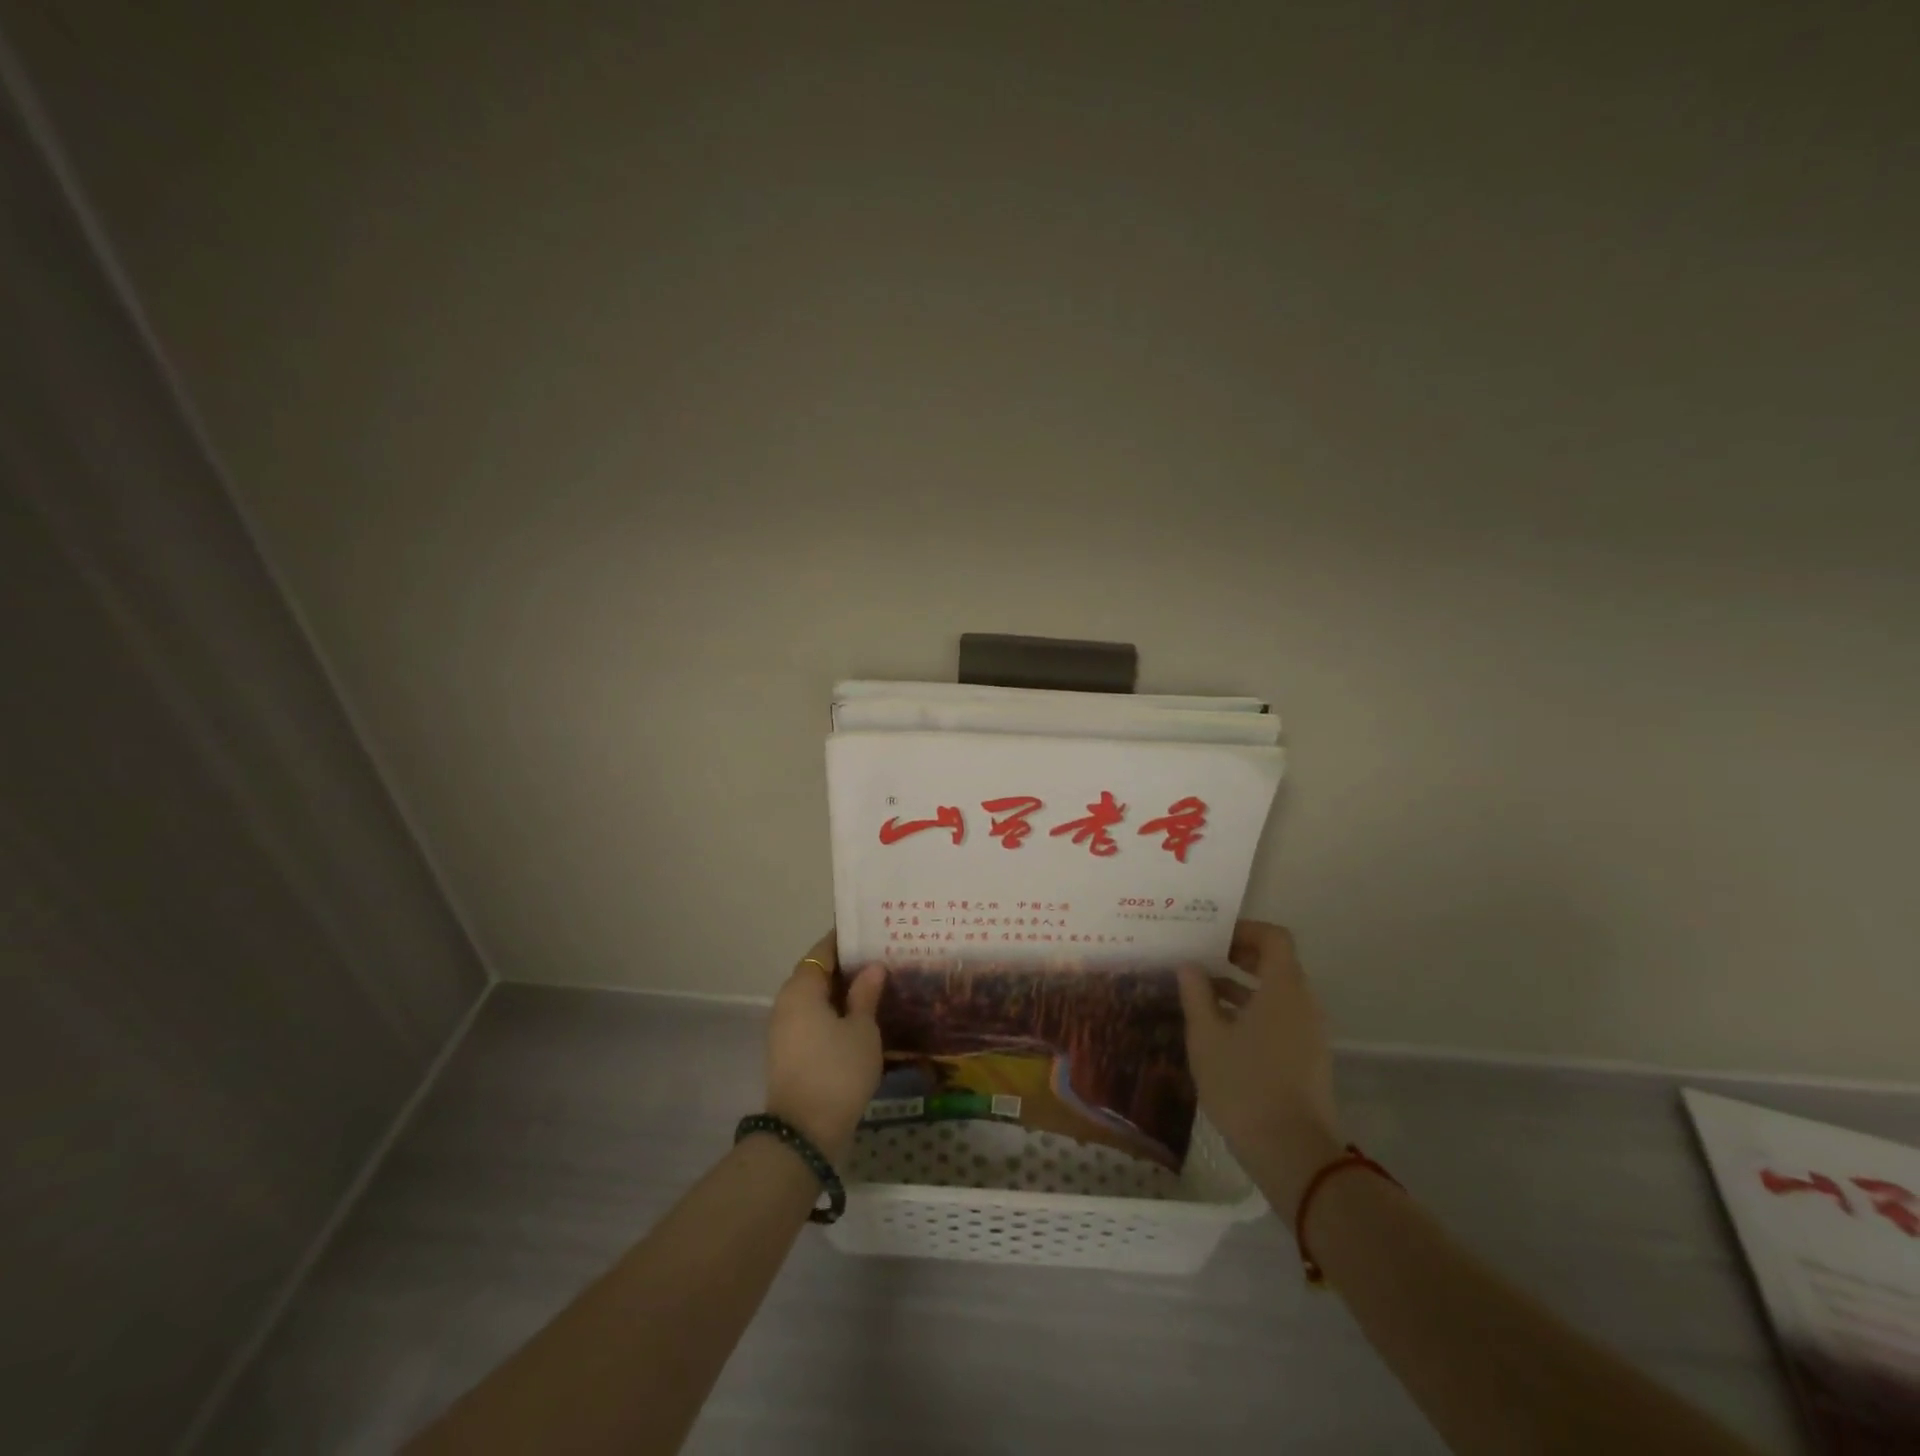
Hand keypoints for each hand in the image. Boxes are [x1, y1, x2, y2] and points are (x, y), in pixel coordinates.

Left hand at [765, 931, 886, 1165]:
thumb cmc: (837, 1072)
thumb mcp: (862, 1030)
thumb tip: (872, 967)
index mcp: (801, 988)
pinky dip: (835, 1013)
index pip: (824, 950)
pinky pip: (813, 1019)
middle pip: (818, 973)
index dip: (847, 940)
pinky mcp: (789, 1051)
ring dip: (842, 992)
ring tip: (878, 988)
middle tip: (883, 960)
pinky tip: (861, 1019)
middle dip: (848, 967)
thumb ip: (866, 994)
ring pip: (816, 998)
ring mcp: (784, 1028)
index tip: (874, 933)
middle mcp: (787, 1001)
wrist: (804, 1133)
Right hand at [1177, 920, 1344, 1210]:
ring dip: (1241, 986)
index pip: (1274, 937)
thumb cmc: (1245, 1085)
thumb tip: (1190, 966)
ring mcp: (1309, 1033)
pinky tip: (1218, 1029)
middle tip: (1200, 959)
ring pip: (1276, 993)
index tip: (1211, 937)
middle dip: (1237, 957)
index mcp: (1284, 988)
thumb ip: (1196, 994)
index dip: (1243, 930)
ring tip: (1200, 993)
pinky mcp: (1307, 1058)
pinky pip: (1280, 1017)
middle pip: (1276, 963)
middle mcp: (1303, 1003)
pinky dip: (1252, 1011)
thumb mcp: (1207, 1037)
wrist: (1293, 1154)